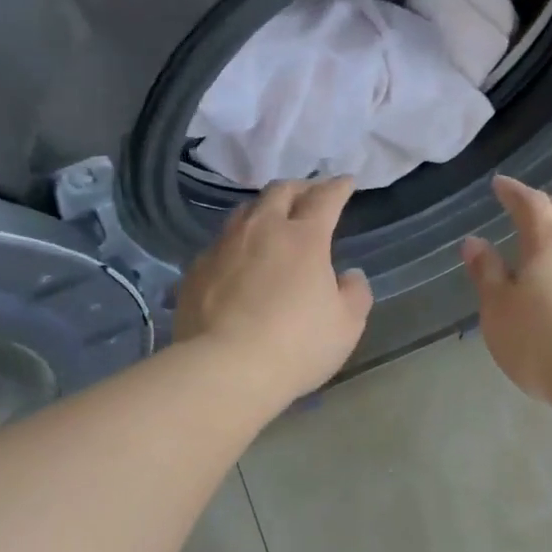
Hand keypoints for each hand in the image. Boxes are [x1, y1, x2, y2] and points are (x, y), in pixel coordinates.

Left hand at [175, 177, 373, 400]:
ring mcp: (223, 247)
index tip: (346, 183)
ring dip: (264, 209)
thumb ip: (354, 293)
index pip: (325, 198)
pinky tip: (239, 260)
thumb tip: (349, 275)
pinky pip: (220, 244)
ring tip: (272, 220)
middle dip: (300, 188)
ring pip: (244, 212)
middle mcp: (261, 230)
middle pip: (280, 192)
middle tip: (310, 195)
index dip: (338, 187)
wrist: (225, 369)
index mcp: (303, 238)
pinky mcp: (196, 271)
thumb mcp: (346, 325)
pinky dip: (237, 243)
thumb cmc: (296, 346)